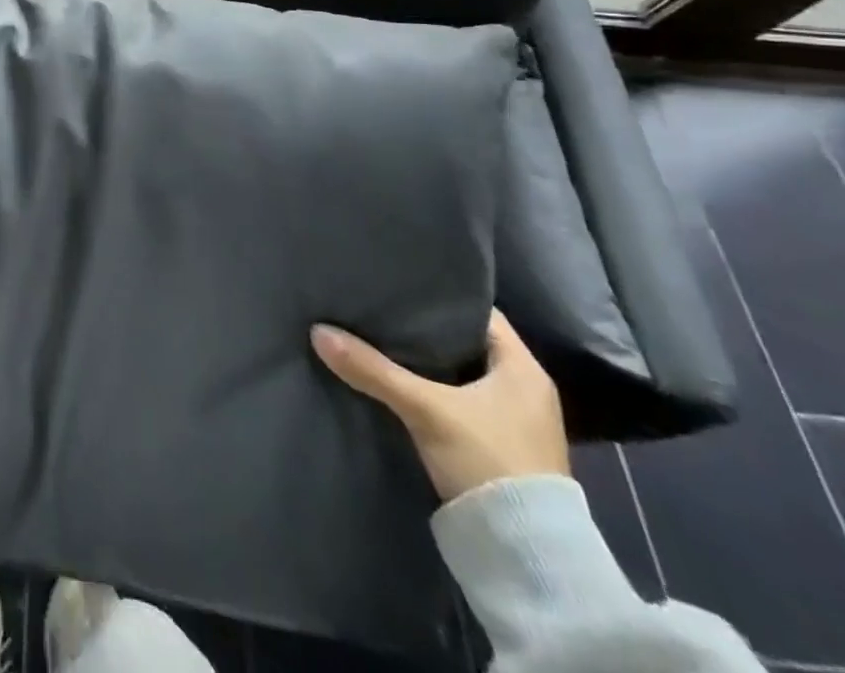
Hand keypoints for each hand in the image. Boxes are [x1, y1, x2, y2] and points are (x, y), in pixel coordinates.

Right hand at [310, 309, 568, 501]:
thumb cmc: (489, 461)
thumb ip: (373, 369)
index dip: (439, 298)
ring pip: (460, 376)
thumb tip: (318, 331)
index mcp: (524, 369)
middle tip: (380, 311)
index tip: (398, 287)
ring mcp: (515, 424)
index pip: (477, 312)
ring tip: (380, 342)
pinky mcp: (500, 450)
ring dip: (427, 365)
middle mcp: (525, 390)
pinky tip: (398, 386)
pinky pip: (459, 402)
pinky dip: (432, 392)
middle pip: (465, 344)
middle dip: (425, 332)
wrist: (526, 557)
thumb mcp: (425, 409)